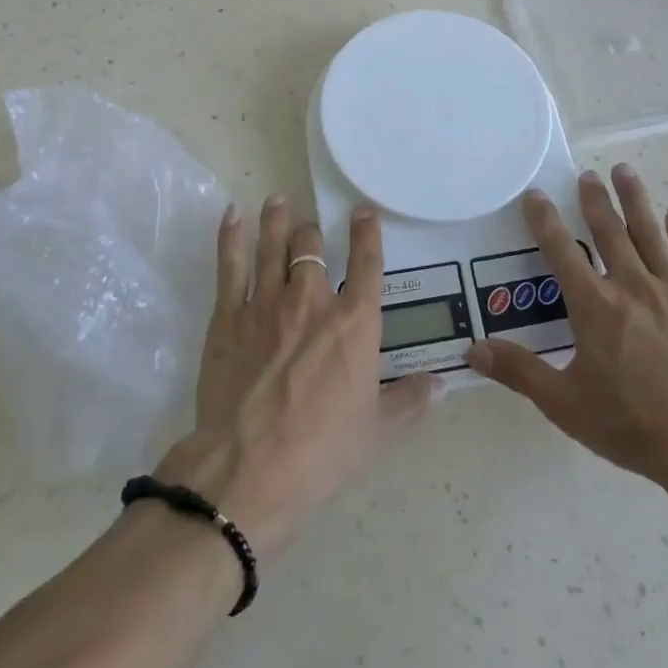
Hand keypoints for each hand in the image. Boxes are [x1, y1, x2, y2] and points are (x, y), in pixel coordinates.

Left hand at [155, 195, 433, 559]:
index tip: (363, 211)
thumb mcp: (378, 432)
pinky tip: (232, 214)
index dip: (367, 232)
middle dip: (313, 231)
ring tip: (278, 200)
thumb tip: (438, 384)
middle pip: (312, 248)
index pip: (367, 264)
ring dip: (277, 220)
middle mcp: (313, 301)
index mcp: (355, 323)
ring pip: (273, 246)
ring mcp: (267, 303)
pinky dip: (232, 236)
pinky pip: (231, 265)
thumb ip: (409, 402)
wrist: (249, 468)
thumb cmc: (322, 451)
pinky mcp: (229, 316)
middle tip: (310, 225)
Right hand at [465, 164, 667, 487]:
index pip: (562, 251)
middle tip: (587, 173)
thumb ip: (519, 372)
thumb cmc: (631, 423)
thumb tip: (473, 350)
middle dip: (595, 200)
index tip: (534, 195)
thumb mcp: (564, 403)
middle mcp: (631, 287)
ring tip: (626, 171)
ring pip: (650, 235)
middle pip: (610, 232)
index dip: (544, 221)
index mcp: (595, 306)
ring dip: (636, 201)